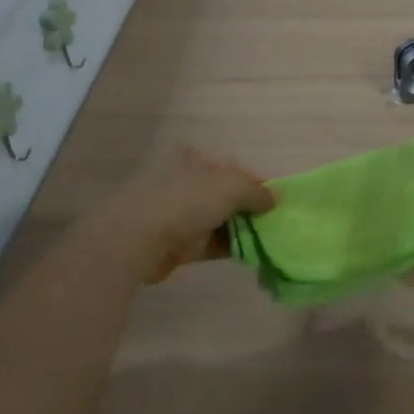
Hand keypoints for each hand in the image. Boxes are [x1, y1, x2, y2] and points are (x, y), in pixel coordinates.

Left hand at [92, 145, 274, 283]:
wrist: (136, 239)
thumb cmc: (184, 200)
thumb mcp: (230, 186)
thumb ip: (257, 192)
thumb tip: (275, 198)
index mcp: (194, 159)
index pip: (233, 168)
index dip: (256, 182)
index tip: (277, 199)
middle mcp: (186, 182)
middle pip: (227, 195)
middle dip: (251, 208)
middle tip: (277, 222)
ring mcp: (180, 214)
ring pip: (221, 220)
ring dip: (244, 229)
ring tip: (271, 240)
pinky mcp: (178, 243)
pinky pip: (213, 243)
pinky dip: (232, 246)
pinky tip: (254, 253)